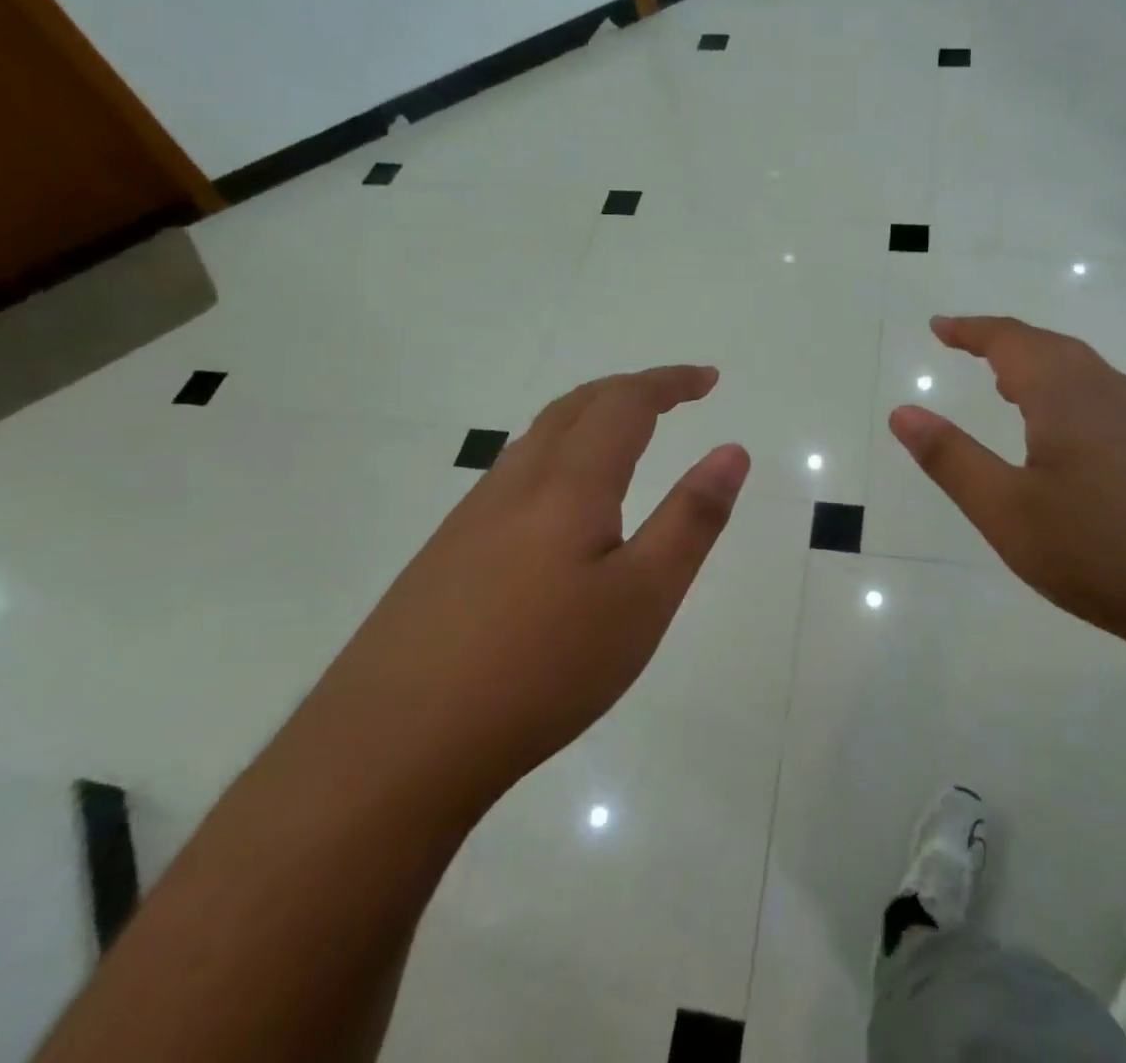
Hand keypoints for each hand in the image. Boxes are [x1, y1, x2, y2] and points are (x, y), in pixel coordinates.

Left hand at [313, 366, 749, 818]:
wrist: (393, 746)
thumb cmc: (541, 669)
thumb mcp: (642, 598)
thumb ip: (691, 519)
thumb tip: (732, 450)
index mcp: (568, 484)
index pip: (625, 403)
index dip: (669, 382)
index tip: (708, 379)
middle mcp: (516, 483)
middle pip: (575, 406)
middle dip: (629, 389)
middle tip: (673, 396)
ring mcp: (471, 517)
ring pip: (538, 438)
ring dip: (588, 417)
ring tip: (624, 436)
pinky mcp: (445, 553)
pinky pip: (513, 475)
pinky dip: (557, 455)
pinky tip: (560, 505)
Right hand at [888, 316, 1125, 644]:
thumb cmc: (1104, 552)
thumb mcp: (1007, 512)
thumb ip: (950, 459)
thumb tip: (902, 413)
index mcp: (1066, 394)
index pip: (1009, 340)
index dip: (970, 329)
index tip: (939, 326)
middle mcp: (1112, 391)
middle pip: (1051, 348)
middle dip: (1004, 343)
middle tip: (968, 349)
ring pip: (1086, 374)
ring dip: (1041, 369)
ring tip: (1010, 389)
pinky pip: (1111, 401)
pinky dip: (1073, 397)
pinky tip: (1072, 439)